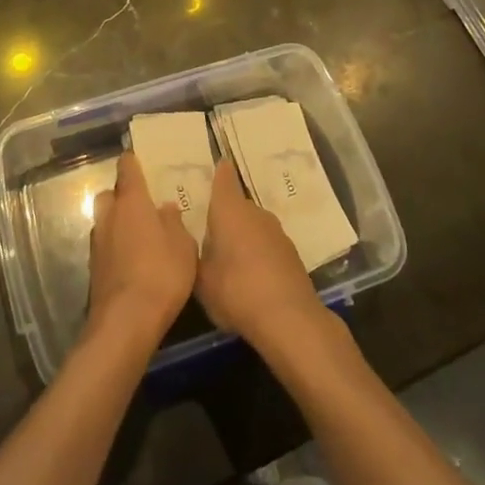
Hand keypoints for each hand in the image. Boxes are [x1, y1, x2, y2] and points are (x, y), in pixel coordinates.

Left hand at [86, 152, 197, 350]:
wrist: (125, 321)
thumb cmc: (161, 274)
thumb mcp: (183, 246)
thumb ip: (175, 222)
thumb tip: (166, 207)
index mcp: (131, 202)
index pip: (127, 168)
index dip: (133, 162)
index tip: (141, 161)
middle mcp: (109, 215)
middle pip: (110, 194)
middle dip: (122, 196)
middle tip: (143, 206)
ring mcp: (97, 242)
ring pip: (105, 220)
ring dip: (118, 223)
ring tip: (140, 237)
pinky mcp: (94, 267)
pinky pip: (105, 245)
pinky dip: (115, 247)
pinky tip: (133, 262)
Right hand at [196, 159, 327, 351]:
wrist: (288, 318)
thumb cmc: (235, 290)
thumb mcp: (200, 279)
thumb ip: (195, 256)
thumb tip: (193, 242)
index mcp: (229, 209)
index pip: (224, 178)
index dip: (220, 172)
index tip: (217, 166)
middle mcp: (255, 212)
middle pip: (238, 206)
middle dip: (226, 216)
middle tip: (210, 233)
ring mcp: (277, 233)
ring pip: (254, 227)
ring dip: (243, 237)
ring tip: (230, 260)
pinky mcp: (292, 255)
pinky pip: (267, 246)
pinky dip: (259, 255)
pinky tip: (252, 278)